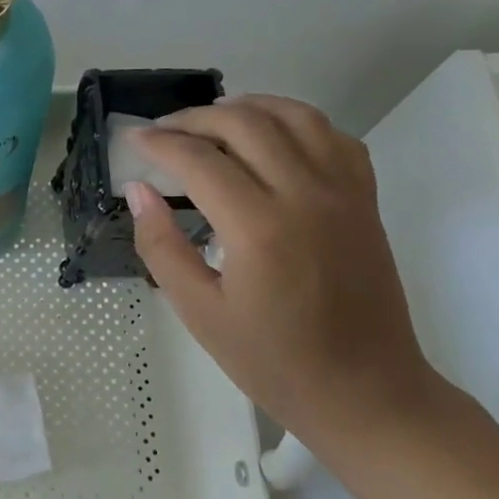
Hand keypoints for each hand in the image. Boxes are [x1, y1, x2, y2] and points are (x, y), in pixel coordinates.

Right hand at [128, 95, 435, 433]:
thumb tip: (138, 191)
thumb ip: (162, 246)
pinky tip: (272, 138)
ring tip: (212, 120)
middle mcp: (305, 195)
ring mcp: (343, 193)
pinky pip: (333, 138)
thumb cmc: (273, 361)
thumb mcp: (199, 312)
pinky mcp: (365, 200)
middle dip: (195, 118)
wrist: (365, 391)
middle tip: (163, 131)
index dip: (160, 143)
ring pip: (295, 116)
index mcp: (259, 228)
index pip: (200, 160)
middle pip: (245, 124)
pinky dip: (297, 123)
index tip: (133, 139)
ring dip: (248, 107)